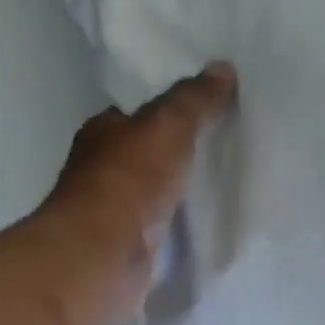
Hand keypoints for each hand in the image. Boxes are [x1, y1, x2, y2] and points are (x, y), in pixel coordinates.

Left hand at [42, 62, 236, 318]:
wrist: (104, 256)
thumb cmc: (130, 182)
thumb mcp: (168, 126)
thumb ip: (194, 100)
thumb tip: (223, 68)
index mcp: (103, 134)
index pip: (135, 116)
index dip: (167, 114)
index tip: (205, 118)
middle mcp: (101, 172)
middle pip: (145, 158)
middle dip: (176, 158)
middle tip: (222, 155)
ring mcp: (113, 215)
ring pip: (154, 197)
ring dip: (179, 197)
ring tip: (223, 193)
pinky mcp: (129, 251)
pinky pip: (161, 233)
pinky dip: (178, 231)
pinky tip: (205, 230)